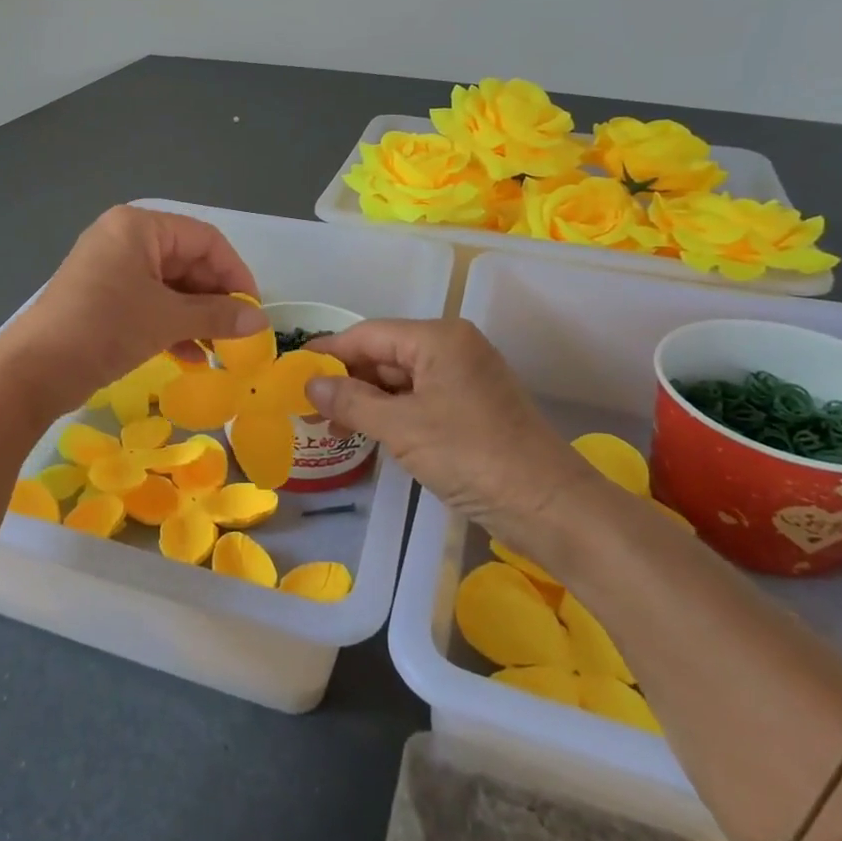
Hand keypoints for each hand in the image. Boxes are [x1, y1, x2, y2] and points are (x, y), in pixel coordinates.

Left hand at [0, 206, 266, 410]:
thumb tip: (259, 322)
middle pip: (187, 262)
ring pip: (169, 287)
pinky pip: (149, 304)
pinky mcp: (103, 299)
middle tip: (237, 335)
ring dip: (196, 317)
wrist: (34, 370)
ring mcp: (111, 270)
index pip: (204, 240)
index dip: (234, 274)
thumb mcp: (166, 319)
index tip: (252, 310)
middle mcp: (125, 239)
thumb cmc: (105, 328)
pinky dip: (172, 326)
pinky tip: (193, 357)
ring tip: (219, 351)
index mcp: (139, 227)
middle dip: (215, 299)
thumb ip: (217, 316)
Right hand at [304, 319, 608, 546]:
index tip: (293, 369)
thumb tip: (310, 383)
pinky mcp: (471, 408)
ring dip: (366, 398)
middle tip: (306, 402)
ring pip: (401, 379)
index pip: (369, 335)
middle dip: (346, 377)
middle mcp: (453, 348)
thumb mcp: (402, 427)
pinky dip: (391, 412)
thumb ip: (351, 401)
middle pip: (385, 354)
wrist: (548, 506)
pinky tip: (366, 430)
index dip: (329, 351)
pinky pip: (419, 399)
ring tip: (329, 421)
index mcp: (439, 338)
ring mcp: (465, 378)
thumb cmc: (471, 456)